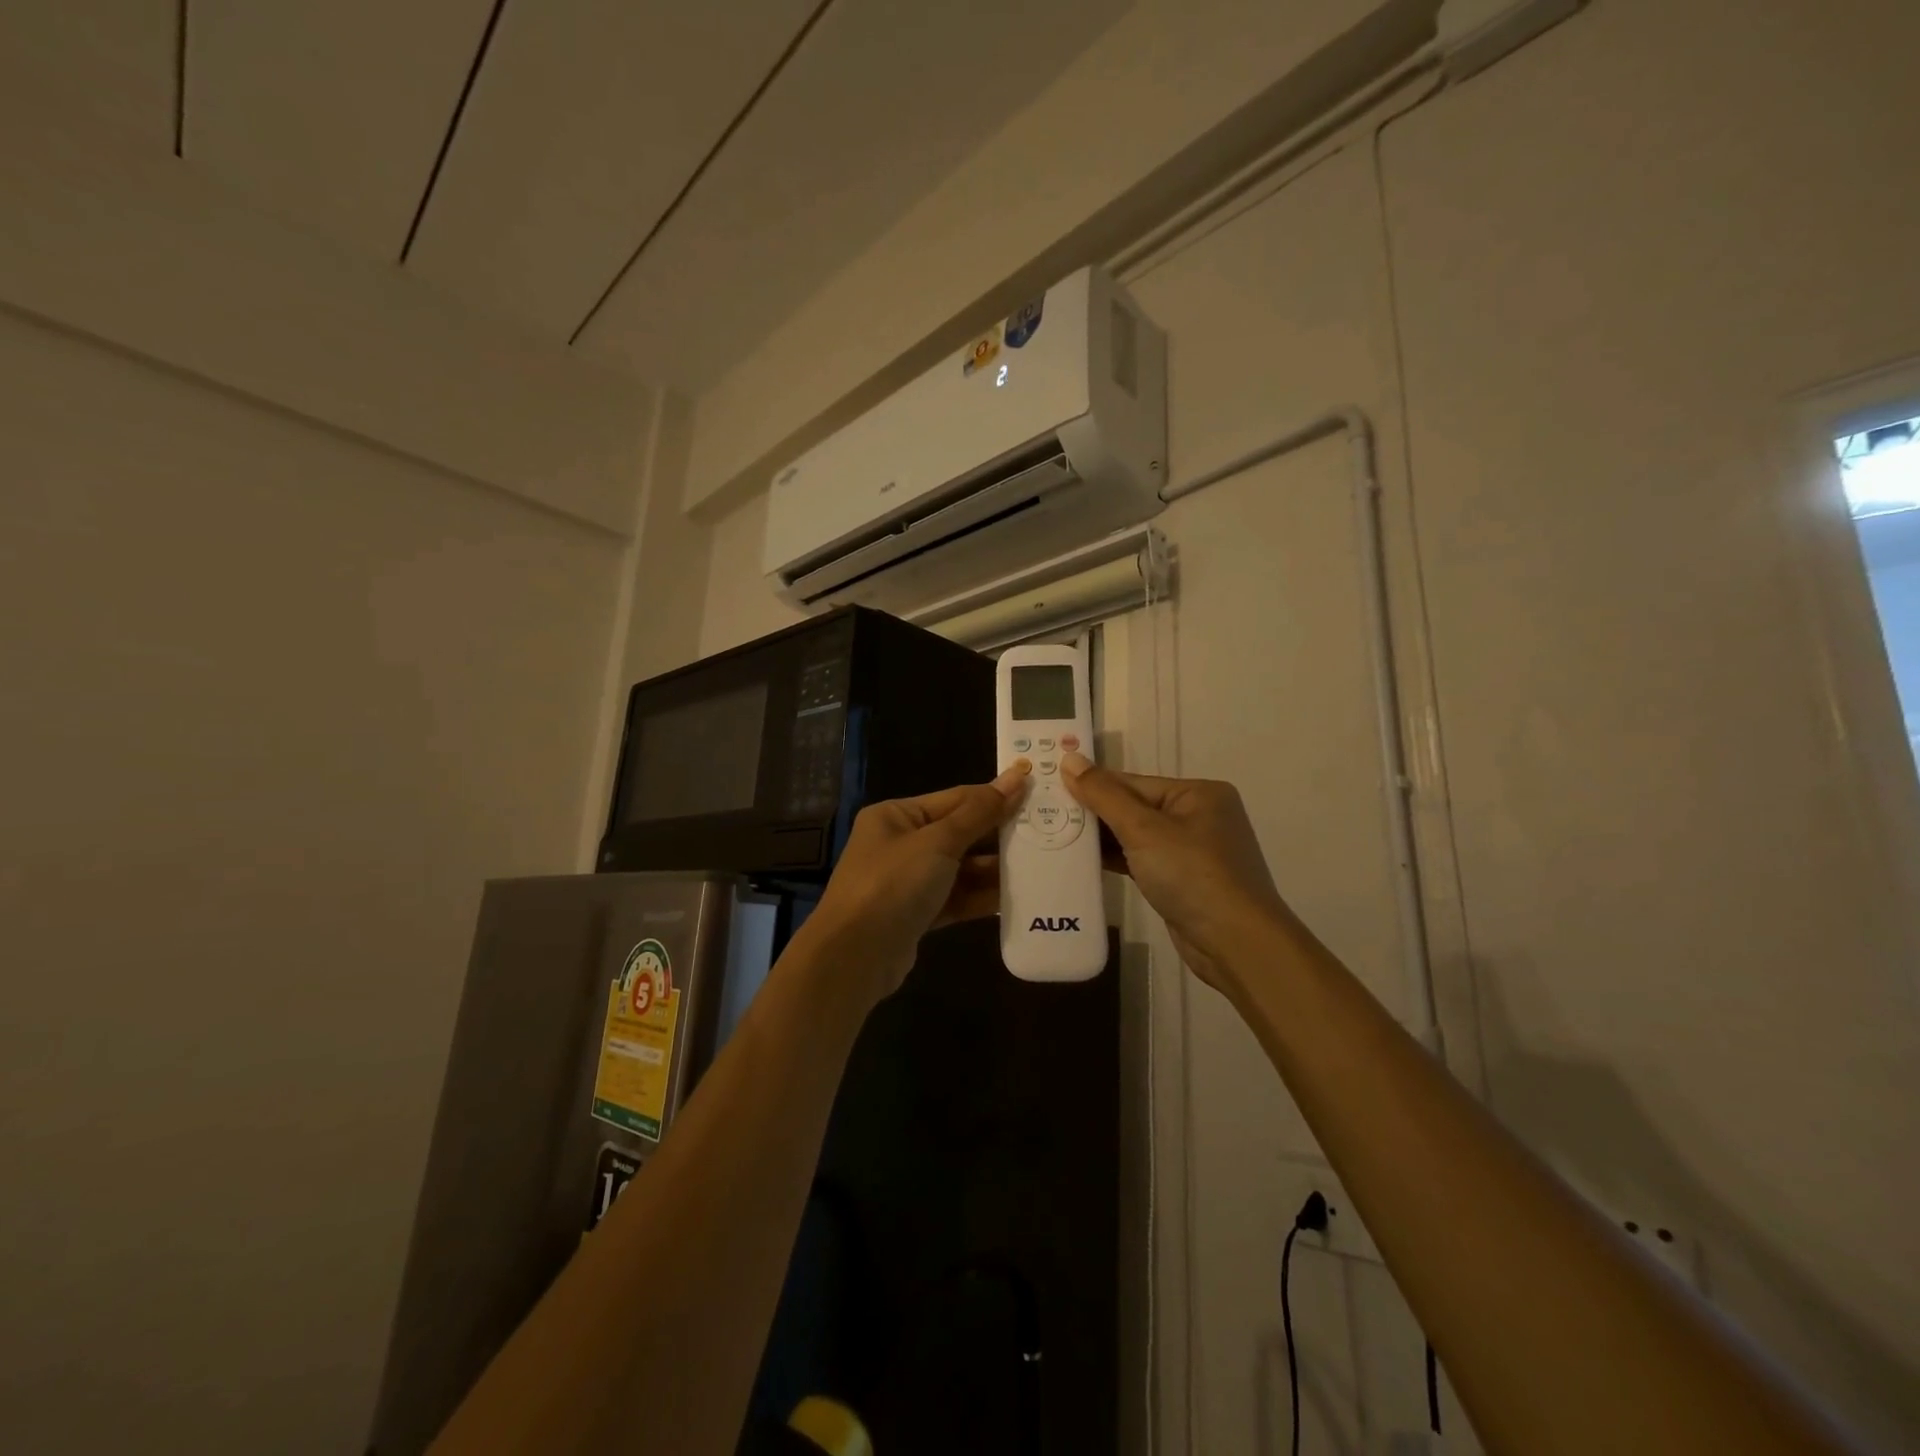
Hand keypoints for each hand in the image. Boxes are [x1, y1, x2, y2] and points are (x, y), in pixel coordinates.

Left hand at [797, 764, 1029, 1001]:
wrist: (854, 956)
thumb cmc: (893, 884)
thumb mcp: (938, 842)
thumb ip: (979, 813)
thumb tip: (1015, 777)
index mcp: (897, 816)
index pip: (955, 799)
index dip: (995, 797)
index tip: (1036, 794)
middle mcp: (900, 844)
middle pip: (959, 833)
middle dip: (997, 836)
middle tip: (1046, 834)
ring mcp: (907, 881)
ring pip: (959, 869)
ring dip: (993, 870)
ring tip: (1038, 867)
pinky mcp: (916, 914)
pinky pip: (955, 898)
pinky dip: (980, 897)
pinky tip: (1014, 898)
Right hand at [1061, 753, 1289, 993]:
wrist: (1235, 944)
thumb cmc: (1192, 874)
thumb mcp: (1143, 829)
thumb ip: (1103, 794)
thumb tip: (1069, 758)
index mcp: (1198, 793)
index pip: (1133, 782)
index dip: (1091, 786)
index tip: (1049, 788)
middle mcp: (1199, 816)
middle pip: (1134, 807)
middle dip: (1094, 814)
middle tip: (1046, 814)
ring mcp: (1193, 851)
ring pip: (1137, 836)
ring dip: (1102, 839)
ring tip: (1056, 837)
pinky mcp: (1183, 881)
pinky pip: (1143, 860)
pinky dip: (1117, 860)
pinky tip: (1084, 862)